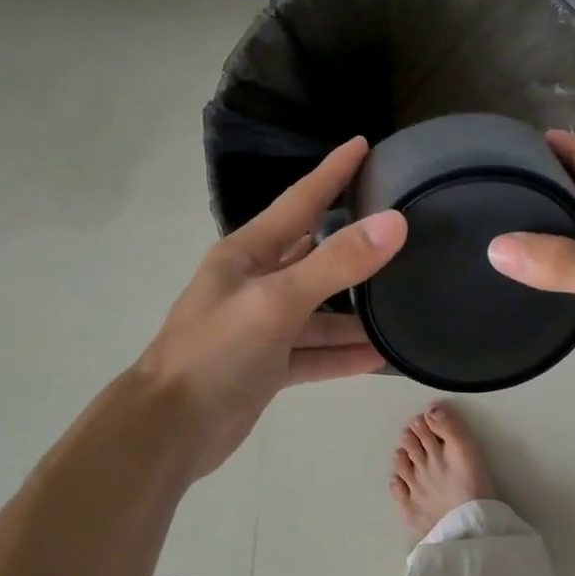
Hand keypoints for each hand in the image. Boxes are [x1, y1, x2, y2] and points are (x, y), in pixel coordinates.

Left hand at [131, 137, 406, 478]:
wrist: (170, 430)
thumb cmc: (216, 353)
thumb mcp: (278, 301)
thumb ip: (336, 263)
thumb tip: (395, 223)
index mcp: (248, 254)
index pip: (300, 201)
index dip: (332, 173)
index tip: (364, 144)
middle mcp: (256, 283)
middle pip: (315, 255)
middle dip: (354, 244)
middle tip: (401, 229)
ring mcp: (262, 327)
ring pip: (320, 311)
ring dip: (356, 313)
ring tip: (404, 305)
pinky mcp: (268, 366)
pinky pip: (315, 352)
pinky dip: (343, 354)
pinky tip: (380, 356)